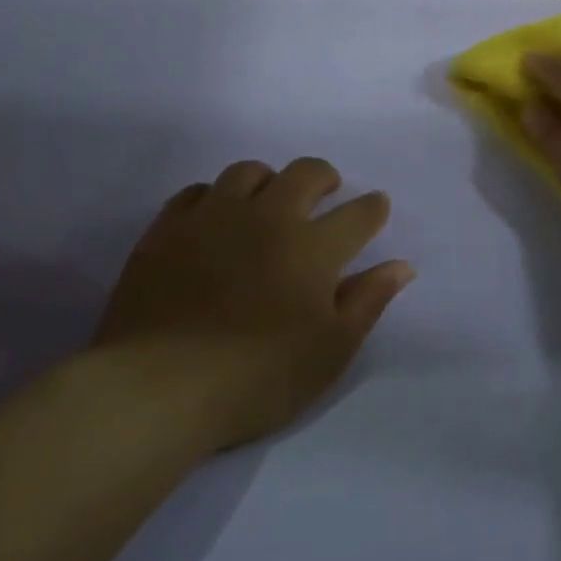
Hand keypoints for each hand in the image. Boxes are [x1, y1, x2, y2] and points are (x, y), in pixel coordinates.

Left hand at [91, 157, 413, 451]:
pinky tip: (215, 219)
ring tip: (268, 202)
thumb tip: (401, 266)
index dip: (373, 207)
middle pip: (304, 173)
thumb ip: (368, 301)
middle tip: (325, 193)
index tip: (377, 206)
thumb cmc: (259, 376)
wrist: (158, 388)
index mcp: (314, 248)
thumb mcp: (330, 350)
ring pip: (248, 173)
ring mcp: (213, 219)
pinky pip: (196, 192)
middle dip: (324, 177)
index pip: (358, 214)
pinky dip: (215, 197)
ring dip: (269, 181)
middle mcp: (268, 218)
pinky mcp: (167, 231)